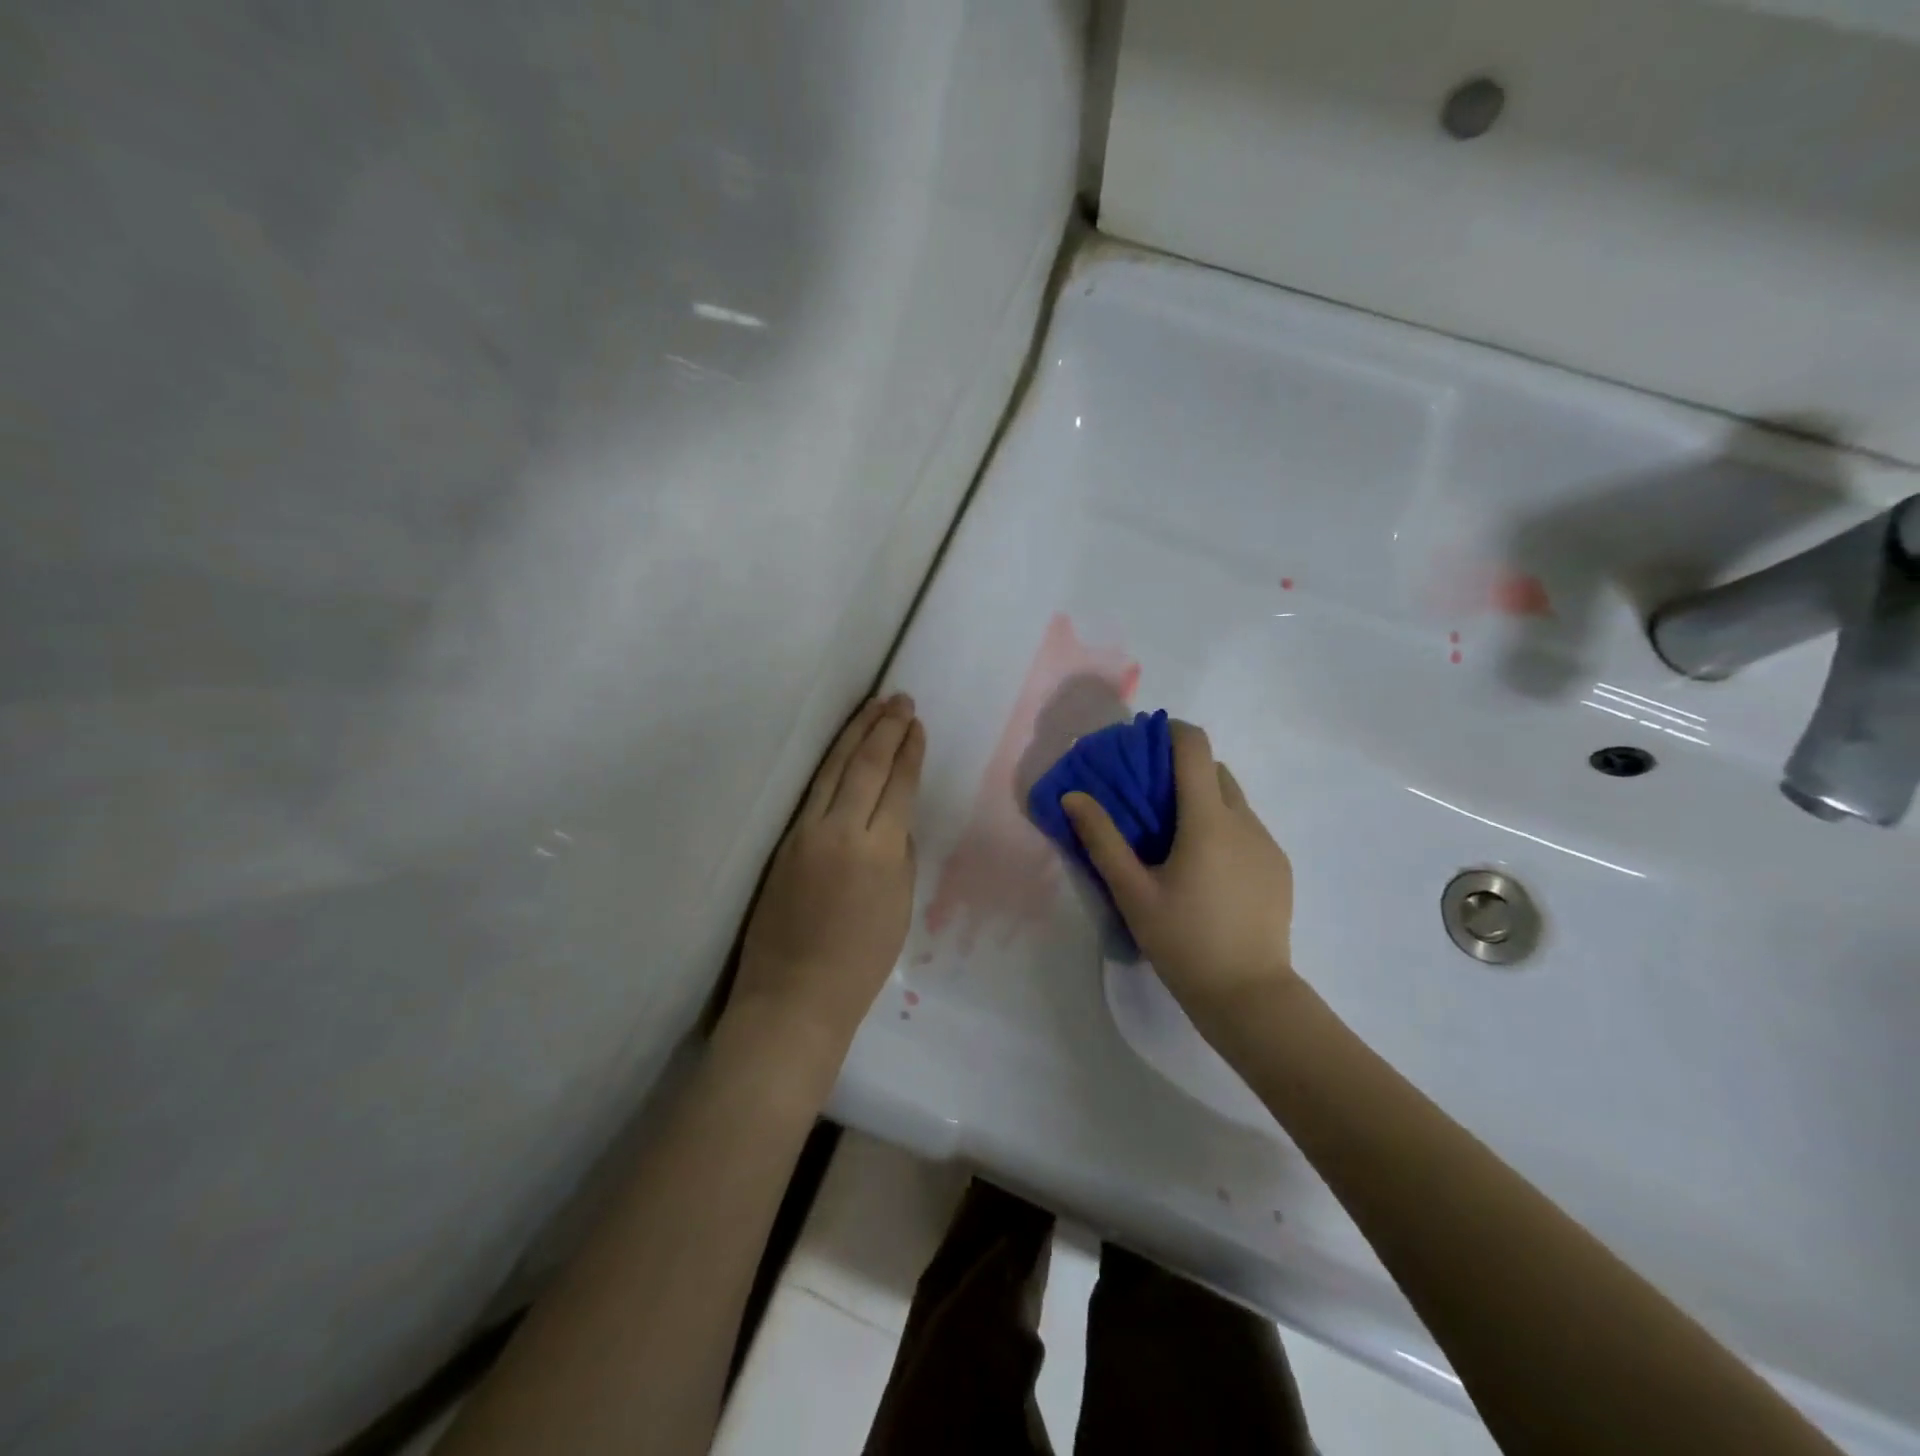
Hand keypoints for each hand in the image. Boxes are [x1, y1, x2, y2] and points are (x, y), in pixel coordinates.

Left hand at [730, 693, 924, 1060]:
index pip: (897, 785)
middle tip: (899, 698)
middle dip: (884, 728)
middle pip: (864, 765)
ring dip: (855, 733)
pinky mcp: (784, 842)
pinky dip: (832, 762)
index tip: (916, 724)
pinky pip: (814, 791)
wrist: (793, 995)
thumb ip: (900, 855)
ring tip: (873, 706)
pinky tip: (841, 748)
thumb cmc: (859, 963)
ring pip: (833, 769)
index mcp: (879, 851)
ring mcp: (805, 832)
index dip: (909, 751)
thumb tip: (893, 823)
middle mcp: (840, 830)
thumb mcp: (899, 907)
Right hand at [1062, 721, 1298, 1027]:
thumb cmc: (1183, 941)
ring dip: (1204, 799)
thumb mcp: (1132, 892)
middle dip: (1183, 768)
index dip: (1171, 732)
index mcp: (1208, 820)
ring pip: (1234, 801)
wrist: (1249, 995)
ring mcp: (1267, 844)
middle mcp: (1244, 821)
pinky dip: (1223, 827)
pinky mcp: (1278, 868)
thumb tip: (1074, 796)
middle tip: (1150, 795)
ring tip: (1174, 835)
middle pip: (1215, 770)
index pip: (1195, 748)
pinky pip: (1247, 829)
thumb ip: (1102, 840)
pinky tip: (1205, 868)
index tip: (1145, 740)